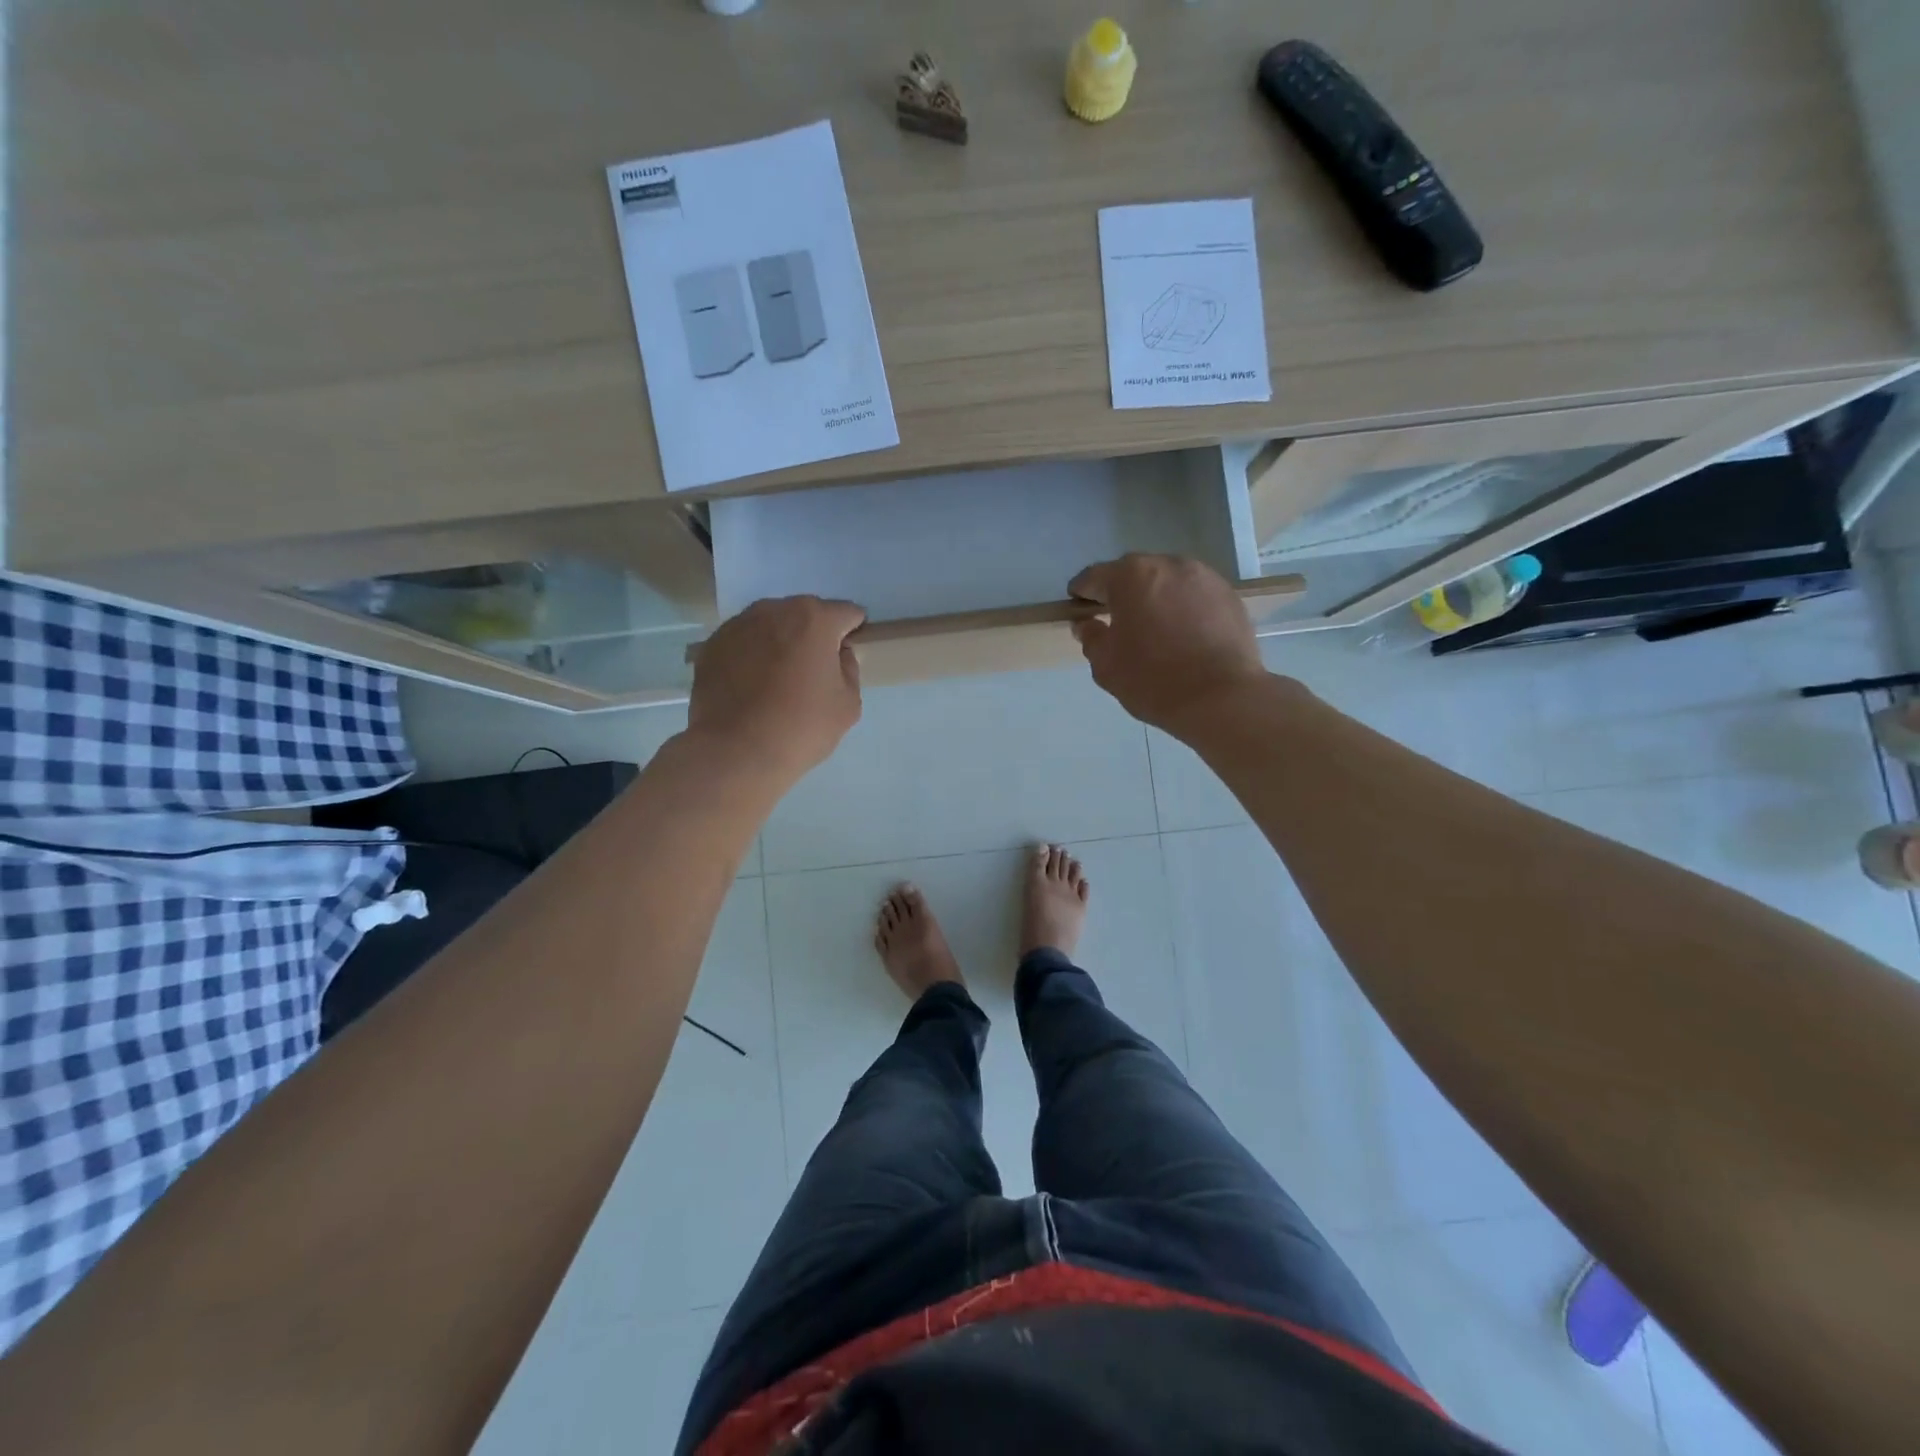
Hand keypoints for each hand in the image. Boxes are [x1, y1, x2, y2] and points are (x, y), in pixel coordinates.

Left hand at [689, 596, 865, 784]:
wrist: (735, 752)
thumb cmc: (801, 727)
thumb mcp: (848, 704)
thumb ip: (849, 669)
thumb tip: (836, 655)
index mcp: (814, 619)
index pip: (847, 614)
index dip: (852, 633)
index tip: (846, 658)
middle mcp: (775, 610)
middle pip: (806, 615)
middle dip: (813, 636)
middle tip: (812, 672)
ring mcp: (738, 625)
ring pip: (771, 625)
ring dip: (780, 642)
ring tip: (778, 680)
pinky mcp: (712, 645)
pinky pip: (744, 643)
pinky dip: (752, 655)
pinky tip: (752, 686)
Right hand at [1069, 554, 1266, 734]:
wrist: (1222, 697)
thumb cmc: (1153, 680)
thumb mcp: (1106, 665)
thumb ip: (1091, 637)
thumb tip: (1087, 624)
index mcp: (1130, 576)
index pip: (1095, 577)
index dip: (1082, 592)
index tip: (1078, 609)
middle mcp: (1167, 564)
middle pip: (1133, 573)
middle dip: (1121, 592)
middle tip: (1117, 620)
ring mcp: (1203, 576)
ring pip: (1167, 580)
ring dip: (1155, 596)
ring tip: (1154, 626)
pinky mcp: (1228, 594)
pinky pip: (1194, 594)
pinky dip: (1183, 606)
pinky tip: (1183, 633)